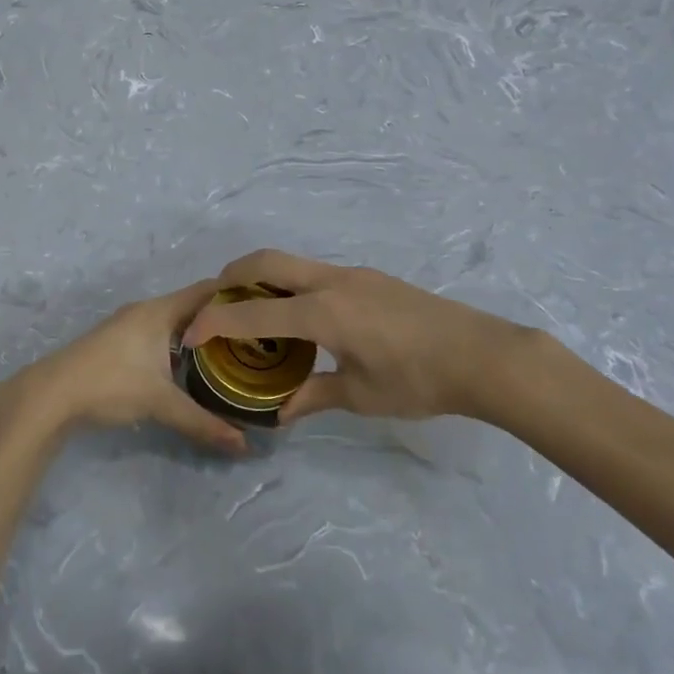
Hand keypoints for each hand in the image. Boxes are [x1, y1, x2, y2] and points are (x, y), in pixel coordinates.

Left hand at [20, 280, 247, 454]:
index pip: (206, 290)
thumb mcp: (160, 403)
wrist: (51, 394)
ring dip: (198, 332)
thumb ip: (203, 422)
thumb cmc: (110, 384)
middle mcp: (146, 310)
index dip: (235, 293)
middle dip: (220, 317)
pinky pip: (160, 333)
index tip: (264, 305)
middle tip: (254, 335)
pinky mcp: (118, 342)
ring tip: (229, 351)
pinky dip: (179, 343)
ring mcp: (128, 325)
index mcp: (159, 311)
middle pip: (192, 305)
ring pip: (174, 321)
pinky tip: (190, 366)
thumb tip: (243, 445)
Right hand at [180, 250, 541, 425]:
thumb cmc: (419, 380)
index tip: (191, 335)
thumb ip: (314, 397)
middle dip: (231, 275)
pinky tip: (301, 318)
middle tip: (215, 303)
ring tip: (253, 313)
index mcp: (323, 312)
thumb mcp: (361, 396)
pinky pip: (314, 272)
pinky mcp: (368, 278)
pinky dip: (290, 285)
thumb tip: (280, 413)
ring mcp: (352, 274)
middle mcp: (331, 282)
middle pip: (266, 261)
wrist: (482, 355)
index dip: (215, 322)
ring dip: (262, 278)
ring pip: (291, 263)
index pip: (253, 313)